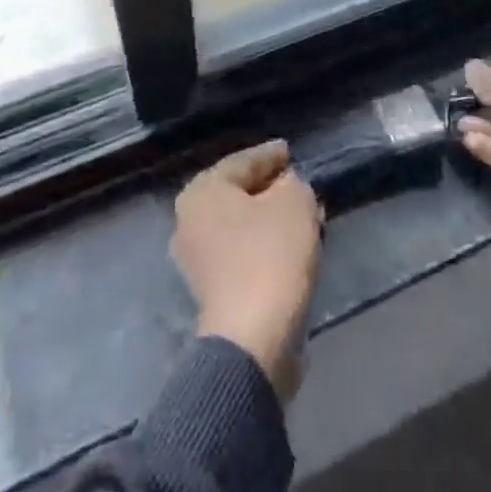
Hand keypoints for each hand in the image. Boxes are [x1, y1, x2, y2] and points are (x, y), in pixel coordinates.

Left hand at [172, 140, 323, 400]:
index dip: (271, 155)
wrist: (252, 340)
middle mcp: (189, 220)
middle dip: (270, 189)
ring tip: (301, 215)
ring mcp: (196, 260)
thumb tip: (286, 187)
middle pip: (238, 194)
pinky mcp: (211, 292)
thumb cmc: (270, 255)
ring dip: (269, 219)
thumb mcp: (294, 201)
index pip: (243, 161)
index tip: (290, 151)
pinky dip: (264, 245)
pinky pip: (242, 253)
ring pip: (241, 226)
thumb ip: (293, 183)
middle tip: (298, 183)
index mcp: (202, 191)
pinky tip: (290, 246)